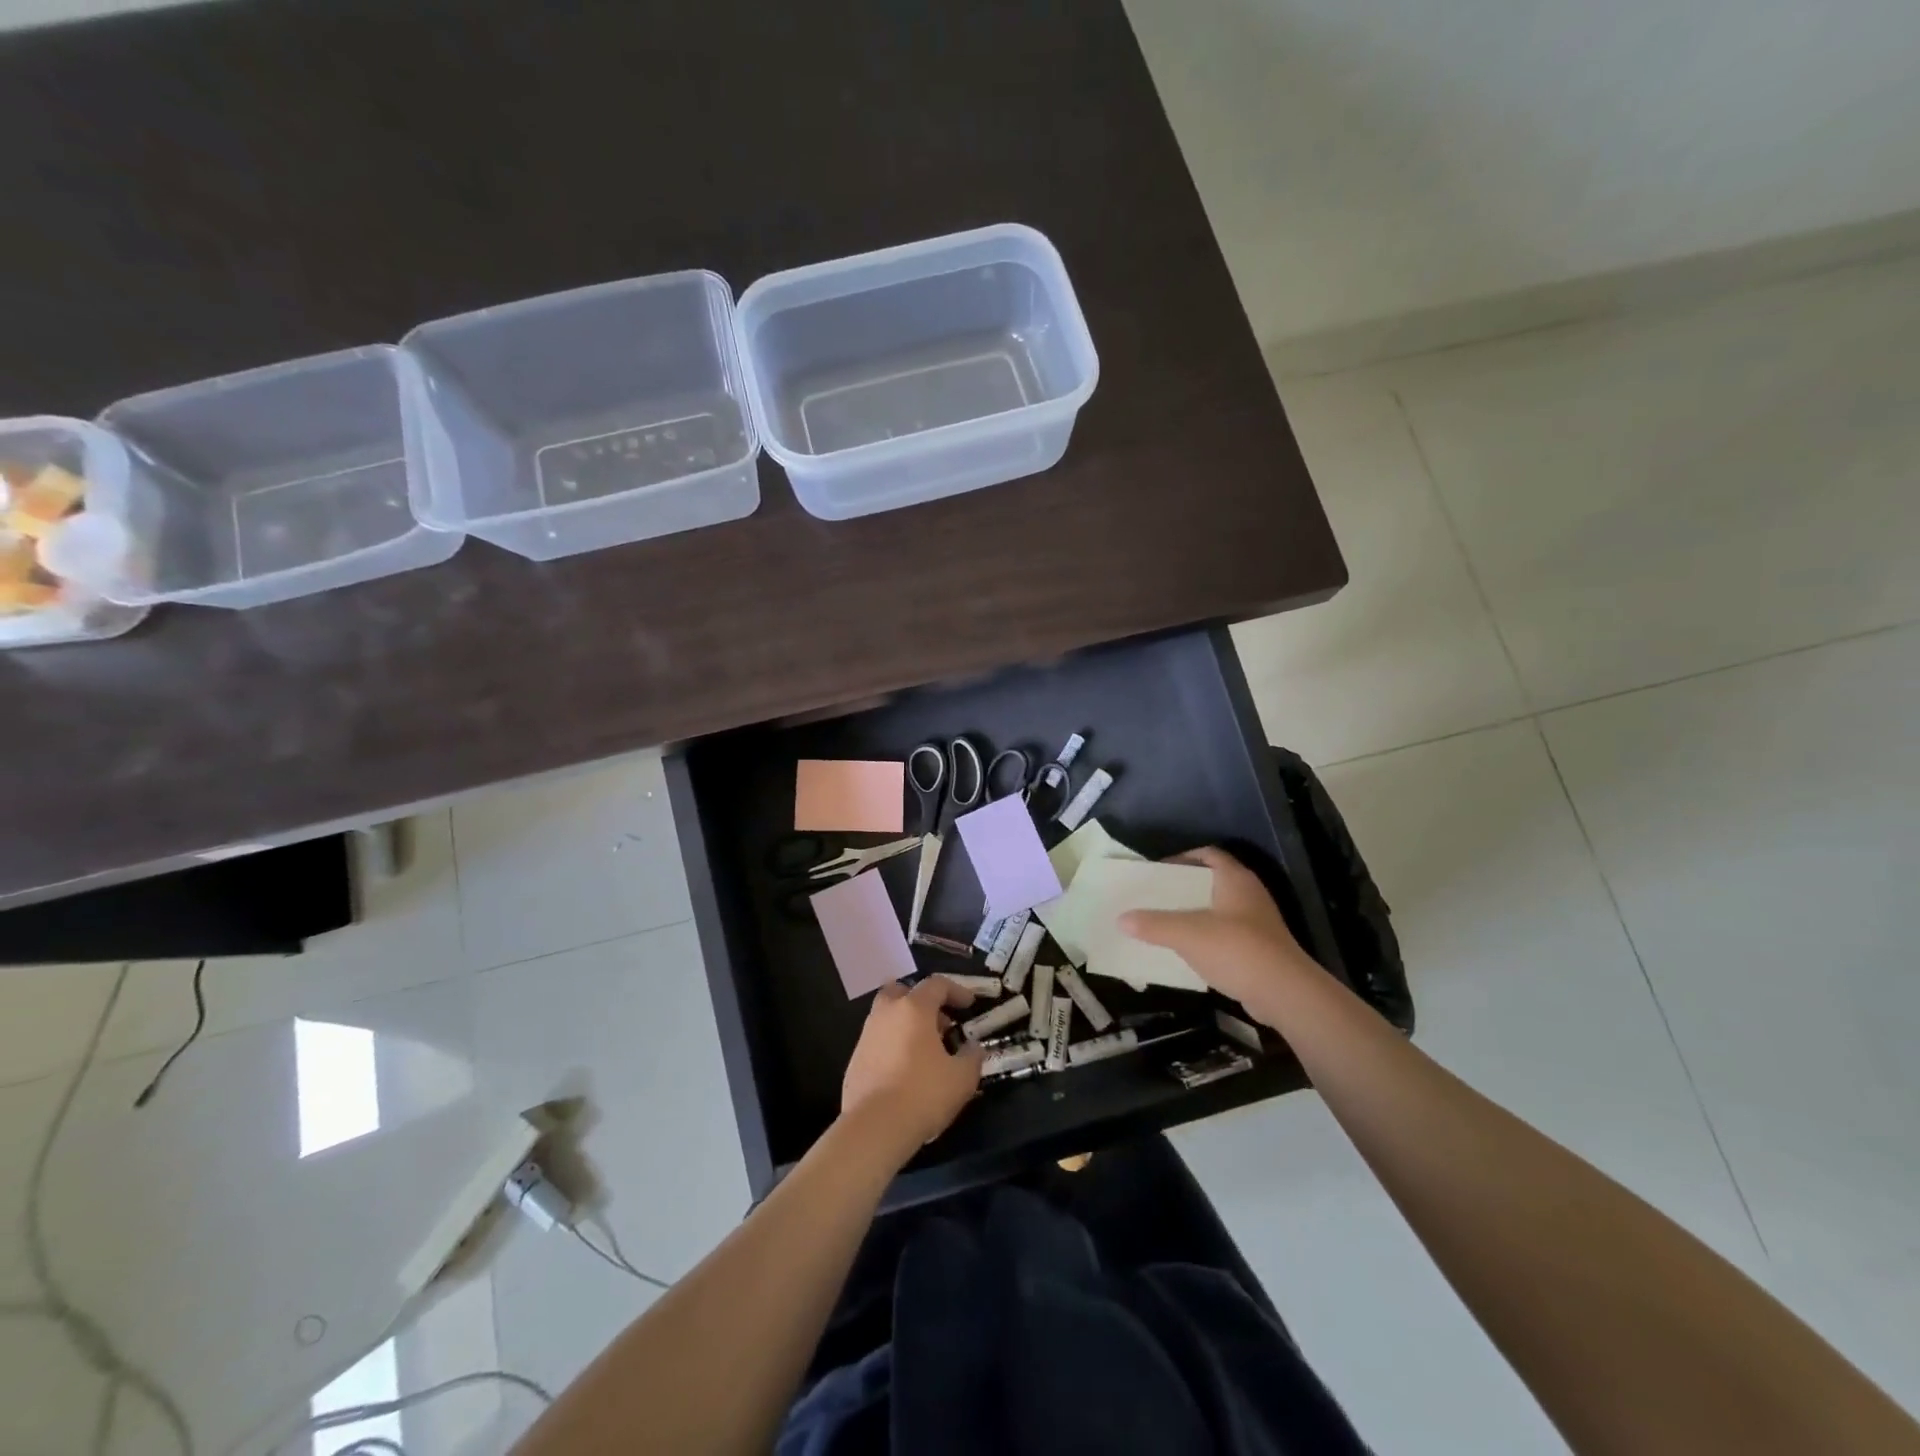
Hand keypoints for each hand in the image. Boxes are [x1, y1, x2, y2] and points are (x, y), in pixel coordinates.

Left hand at [840, 976, 985, 1163]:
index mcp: (914, 1008)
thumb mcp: (962, 1078)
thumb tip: (973, 1047)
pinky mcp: (854, 1059)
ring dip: (906, 1024)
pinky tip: (905, 1071)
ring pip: (887, 1016)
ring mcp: (866, 1035)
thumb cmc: (923, 1094)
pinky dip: (893, 1045)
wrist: (874, 1127)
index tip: (969, 1005)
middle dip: (922, 1001)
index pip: (936, 984)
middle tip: (939, 1023)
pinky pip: (878, 1041)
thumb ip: (972, 1056)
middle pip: (902, 992)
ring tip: (925, 1051)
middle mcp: (886, 1013)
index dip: (956, 990)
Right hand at [1120, 847, 1323, 1022]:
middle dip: (1183, 887)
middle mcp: (1249, 894)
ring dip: (1194, 914)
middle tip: (1155, 895)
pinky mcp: (1259, 948)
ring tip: (1164, 921)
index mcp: (1235, 879)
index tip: (1158, 868)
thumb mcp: (1187, 934)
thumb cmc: (1236, 949)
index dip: (1183, 856)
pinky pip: (1225, 934)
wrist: (1284, 993)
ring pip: (1218, 909)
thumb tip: (1121, 919)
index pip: (1208, 854)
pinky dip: (1205, 937)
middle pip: (1211, 881)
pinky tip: (1186, 949)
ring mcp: (1257, 922)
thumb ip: (1153, 925)